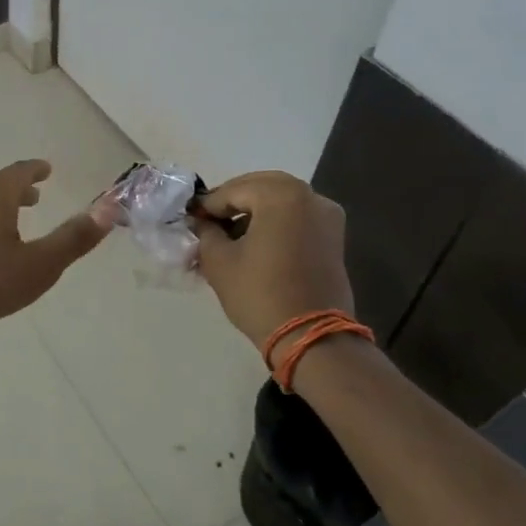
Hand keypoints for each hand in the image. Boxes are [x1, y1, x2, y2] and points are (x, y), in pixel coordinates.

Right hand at [192, 171, 355, 351]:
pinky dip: (275, 222)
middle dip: (233, 202)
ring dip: (254, 211)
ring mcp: (326, 216)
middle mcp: (309, 196)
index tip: (191, 218)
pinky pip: (297, 216)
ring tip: (230, 235)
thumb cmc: (260, 294)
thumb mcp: (219, 261)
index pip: (233, 190)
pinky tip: (256, 243)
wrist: (312, 338)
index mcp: (281, 194)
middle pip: (260, 187)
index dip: (208, 204)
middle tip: (210, 222)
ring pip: (281, 200)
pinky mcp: (334, 237)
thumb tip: (202, 222)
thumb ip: (206, 233)